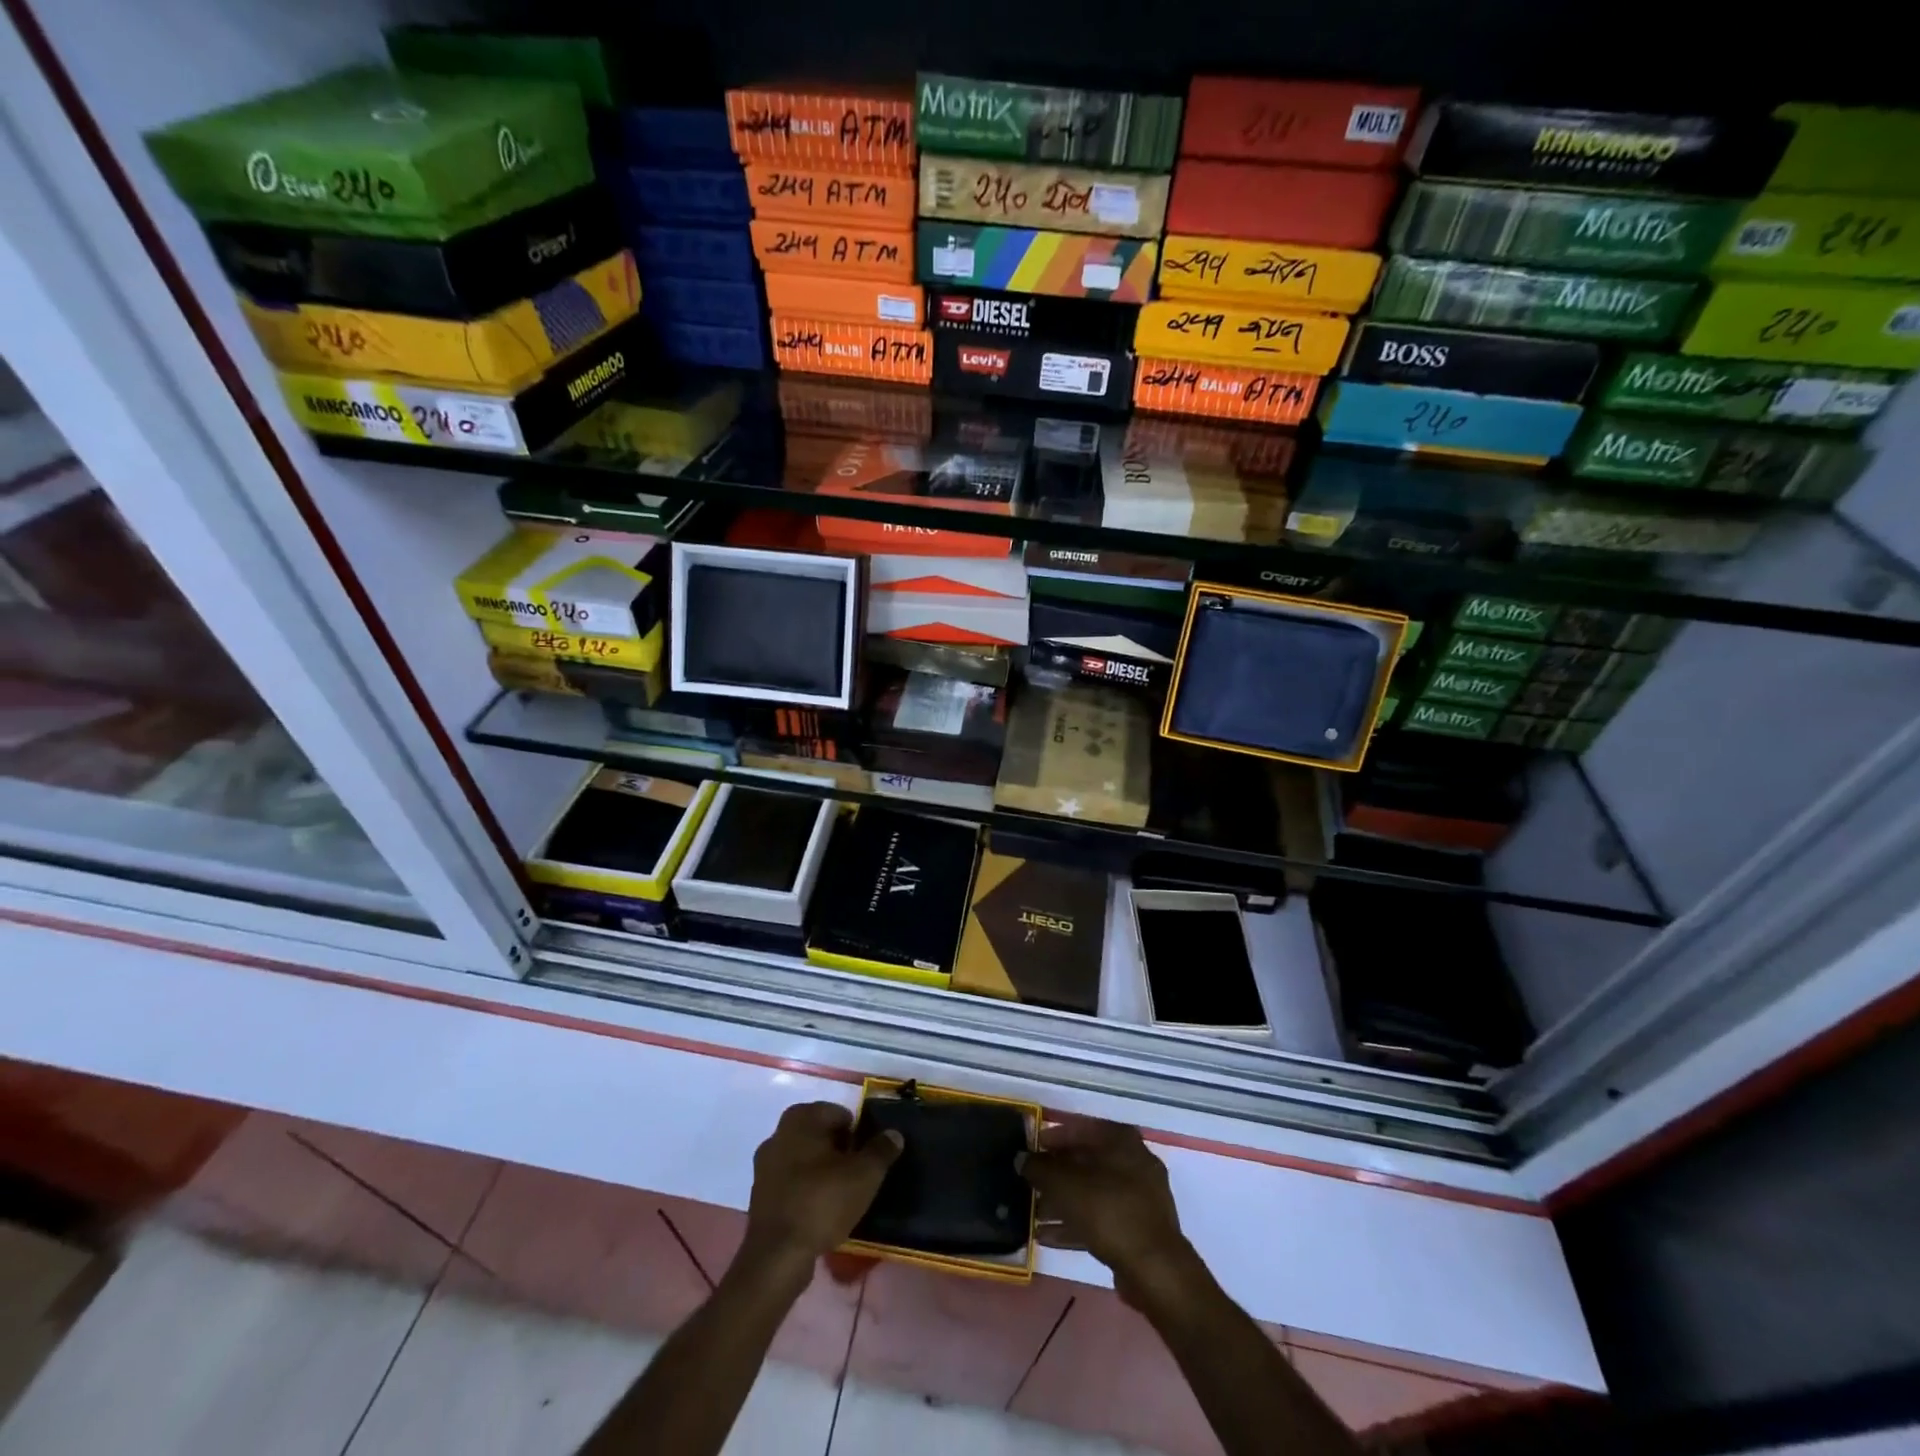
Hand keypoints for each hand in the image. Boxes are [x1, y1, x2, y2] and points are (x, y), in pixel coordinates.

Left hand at [741, 1102, 902, 1281]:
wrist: (777, 1257)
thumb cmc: (822, 1202)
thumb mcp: (864, 1175)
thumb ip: (881, 1150)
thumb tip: (894, 1134)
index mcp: (801, 1118)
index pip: (840, 1114)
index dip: (858, 1134)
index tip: (867, 1159)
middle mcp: (778, 1134)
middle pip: (821, 1135)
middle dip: (840, 1151)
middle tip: (858, 1176)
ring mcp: (765, 1165)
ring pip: (805, 1159)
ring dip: (822, 1171)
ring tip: (842, 1196)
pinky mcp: (759, 1195)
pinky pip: (792, 1183)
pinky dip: (807, 1190)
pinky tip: (821, 1212)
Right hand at [1020, 1119, 1195, 1309]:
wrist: (1155, 1270)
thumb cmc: (1110, 1212)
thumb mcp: (1066, 1185)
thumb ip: (1041, 1168)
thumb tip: (1021, 1158)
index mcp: (1122, 1141)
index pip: (1083, 1128)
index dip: (1055, 1136)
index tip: (1033, 1147)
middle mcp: (1134, 1162)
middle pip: (1087, 1161)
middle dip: (1056, 1173)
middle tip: (1030, 1182)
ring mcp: (1139, 1198)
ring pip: (1092, 1192)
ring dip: (1062, 1202)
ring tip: (1033, 1213)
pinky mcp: (1137, 1230)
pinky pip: (1100, 1218)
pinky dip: (1075, 1224)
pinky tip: (1047, 1237)